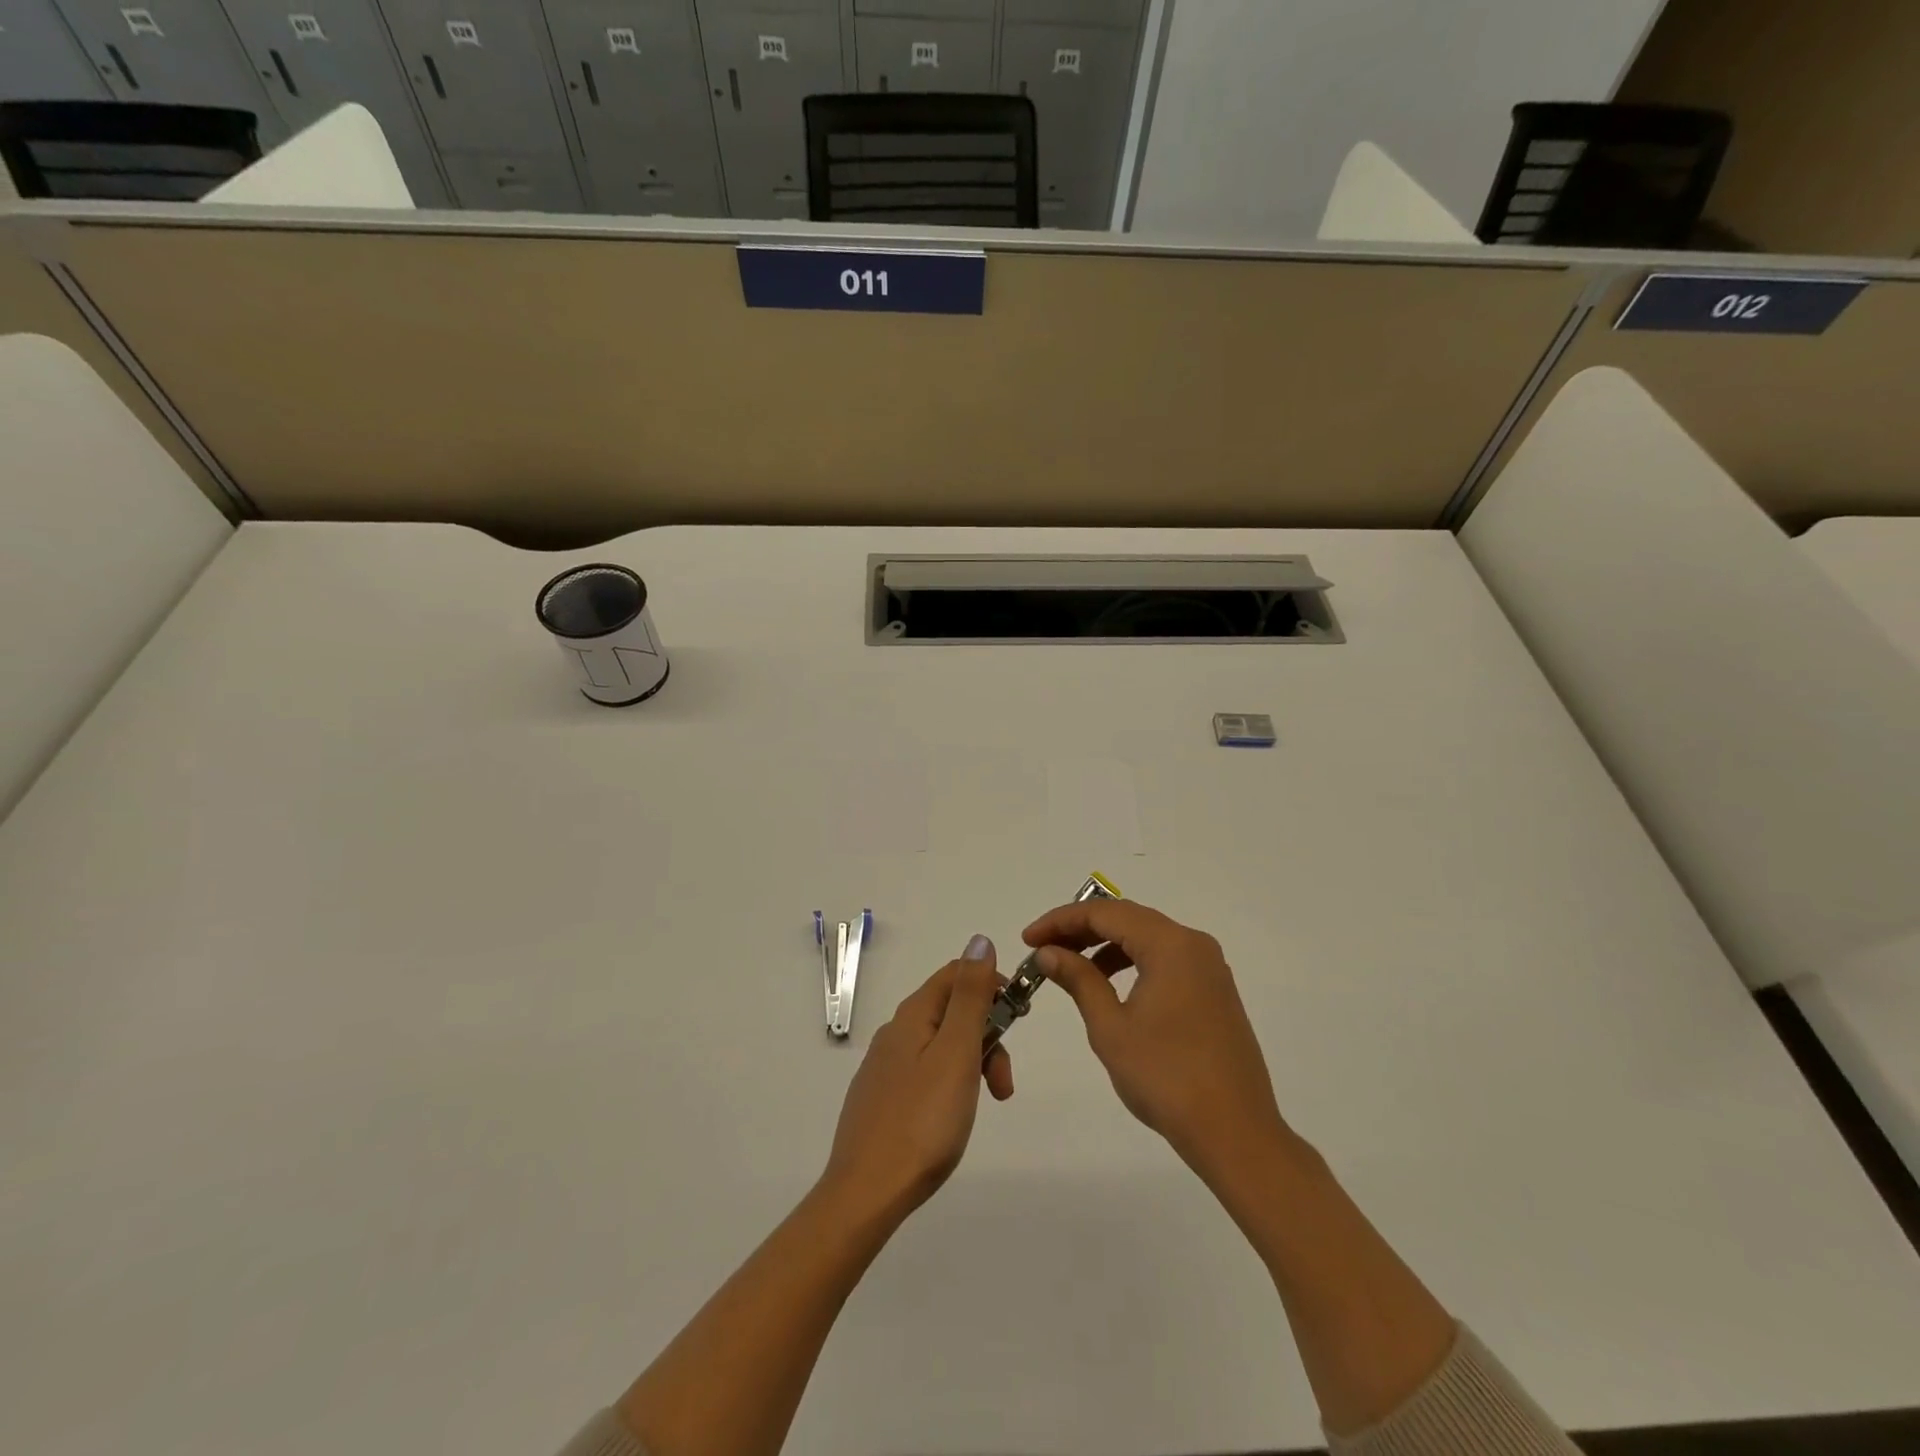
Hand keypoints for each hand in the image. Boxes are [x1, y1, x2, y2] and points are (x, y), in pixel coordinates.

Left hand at [821, 937, 1013, 1223]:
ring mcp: (885, 1066)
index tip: (1018, 1018)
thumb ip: (971, 997)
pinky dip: (951, 1084)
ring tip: (986, 1104)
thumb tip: (979, 940)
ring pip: (941, 1045)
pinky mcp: (882, 1098)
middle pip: (951, 1011)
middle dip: (988, 1035)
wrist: (866, 1193)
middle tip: (1004, 1083)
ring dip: (973, 1063)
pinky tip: (952, 1117)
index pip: (956, 973)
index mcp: (913, 1015)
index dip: (992, 985)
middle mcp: (895, 1032)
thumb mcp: (957, 1052)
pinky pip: (926, 1072)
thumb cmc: (923, 1121)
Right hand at [1025, 901, 1288, 1182]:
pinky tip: (1109, 985)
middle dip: (1081, 929)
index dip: (1061, 920)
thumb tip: (1048, 952)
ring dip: (1105, 945)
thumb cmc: (1166, 1077)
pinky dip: (1132, 962)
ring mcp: (1209, 967)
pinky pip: (1165, 959)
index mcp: (1170, 944)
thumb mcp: (1110, 1027)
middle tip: (1042, 948)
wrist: (1235, 1133)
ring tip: (1070, 967)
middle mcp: (1193, 944)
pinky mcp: (1214, 991)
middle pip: (1128, 919)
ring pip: (1147, 937)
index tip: (1028, 939)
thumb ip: (1079, 980)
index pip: (1105, 913)